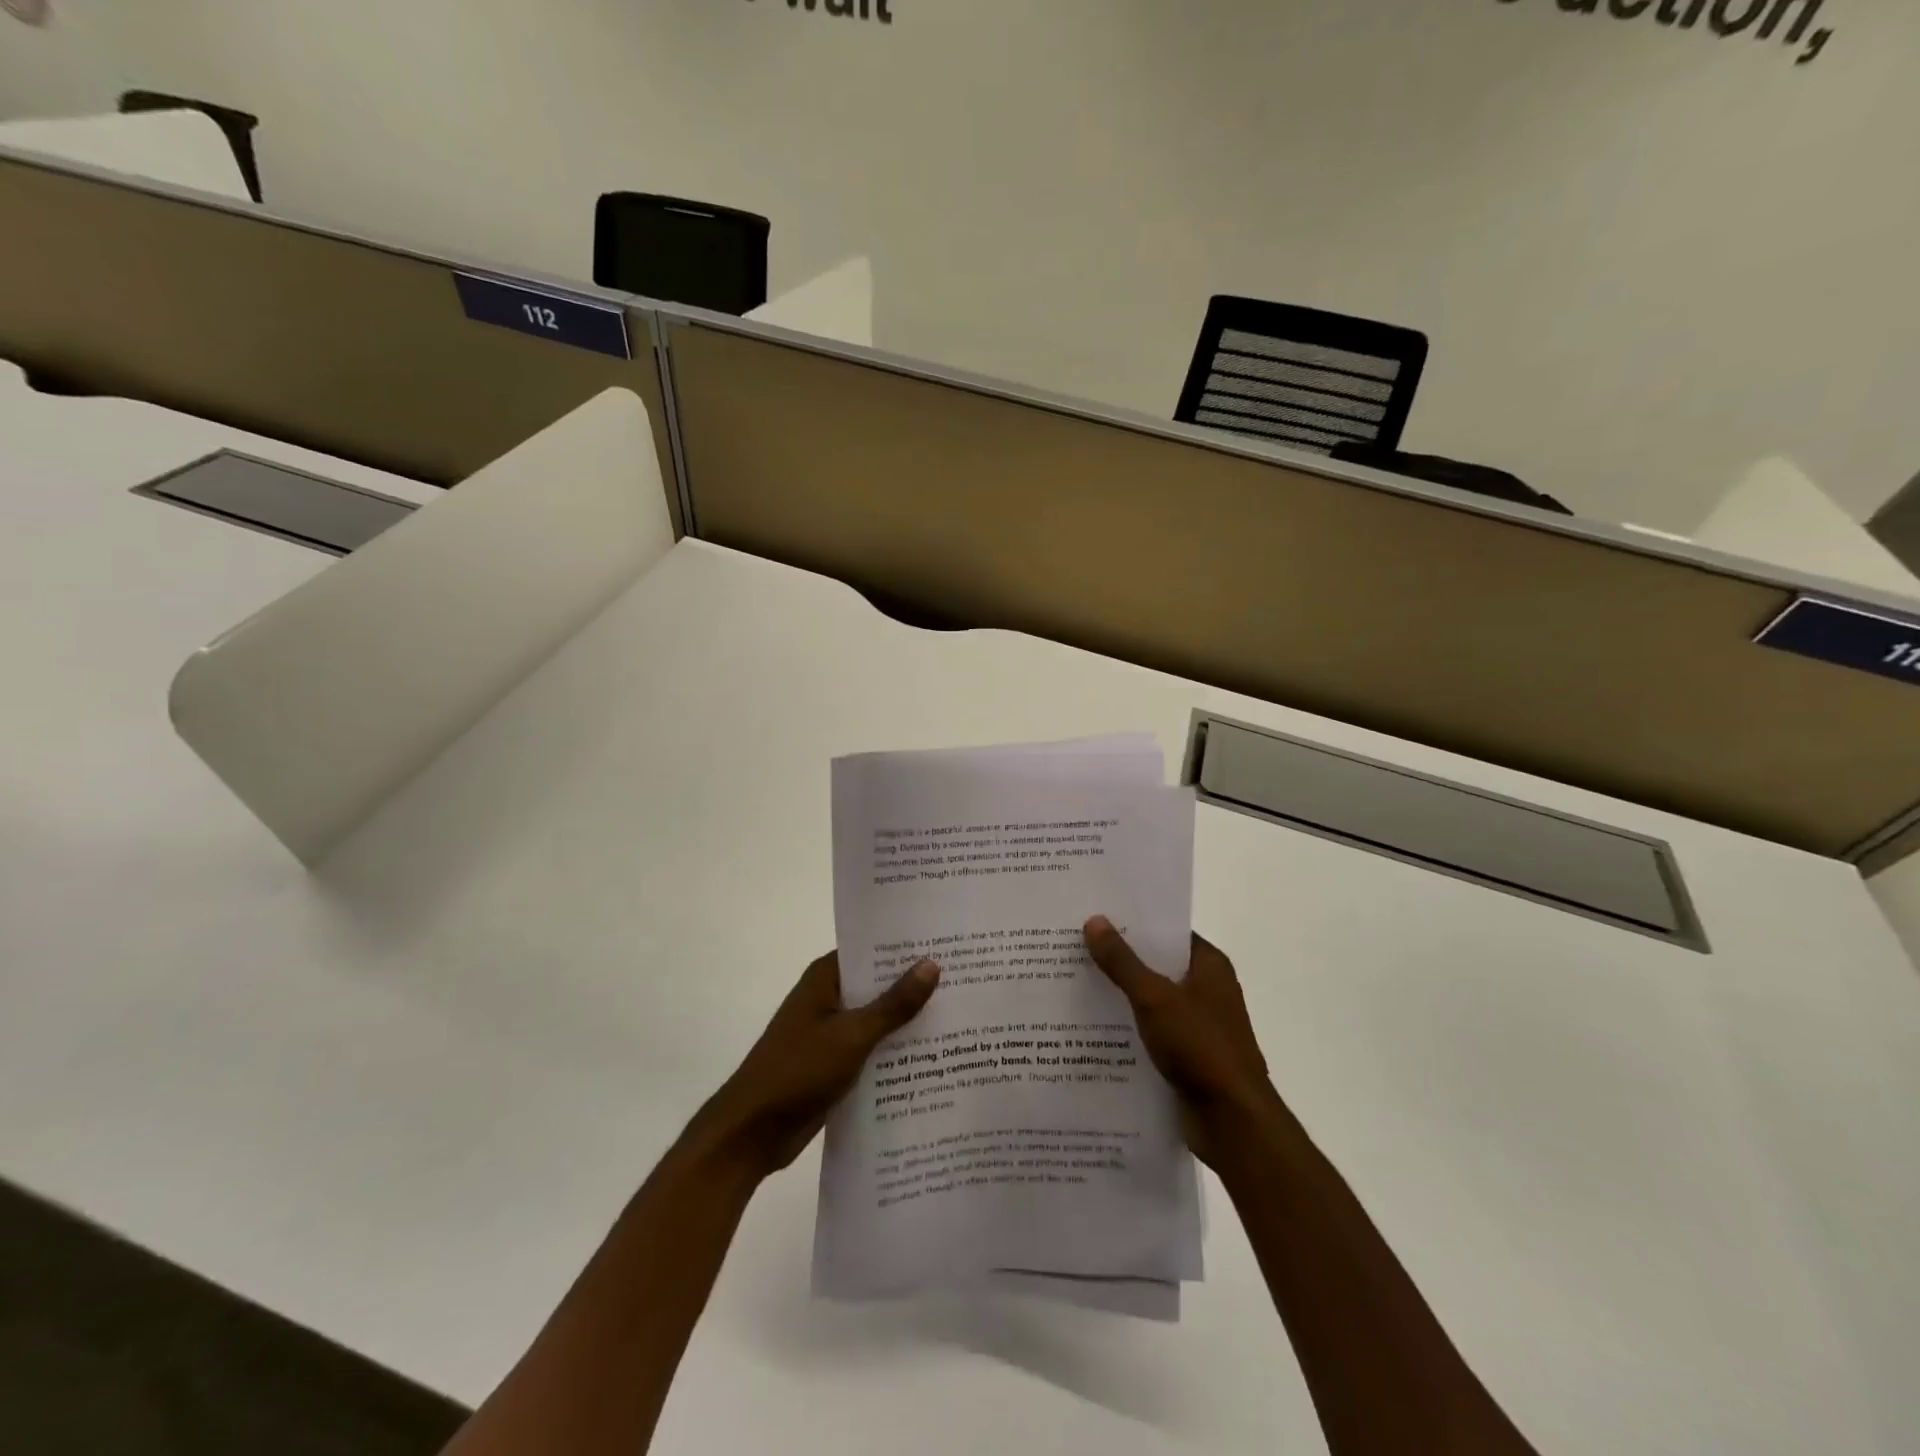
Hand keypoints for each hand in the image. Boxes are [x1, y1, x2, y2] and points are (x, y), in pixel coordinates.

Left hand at [690, 951, 939, 1178]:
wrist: (751, 1134)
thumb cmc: (798, 1071)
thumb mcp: (852, 1035)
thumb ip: (894, 1004)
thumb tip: (932, 964)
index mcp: (826, 977)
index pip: (873, 950)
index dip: (908, 947)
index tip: (949, 943)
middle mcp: (829, 997)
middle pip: (879, 984)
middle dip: (916, 985)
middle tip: (969, 979)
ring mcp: (831, 1031)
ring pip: (878, 1018)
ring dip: (908, 1021)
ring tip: (962, 1015)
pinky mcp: (834, 1063)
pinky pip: (872, 1048)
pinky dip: (895, 1050)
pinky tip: (934, 1057)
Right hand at [1083, 916, 1278, 1169]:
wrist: (1233, 1122)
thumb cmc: (1200, 1047)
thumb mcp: (1154, 998)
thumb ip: (1123, 961)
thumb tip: (1095, 920)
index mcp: (1209, 966)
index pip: (1167, 931)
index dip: (1133, 922)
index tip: (1095, 914)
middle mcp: (1207, 989)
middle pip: (1156, 964)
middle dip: (1119, 958)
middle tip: (1073, 945)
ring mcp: (1198, 1025)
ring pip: (1151, 1000)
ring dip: (1120, 995)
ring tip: (1073, 982)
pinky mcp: (1188, 1056)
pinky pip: (1151, 1031)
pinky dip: (1127, 1028)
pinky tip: (1091, 1027)